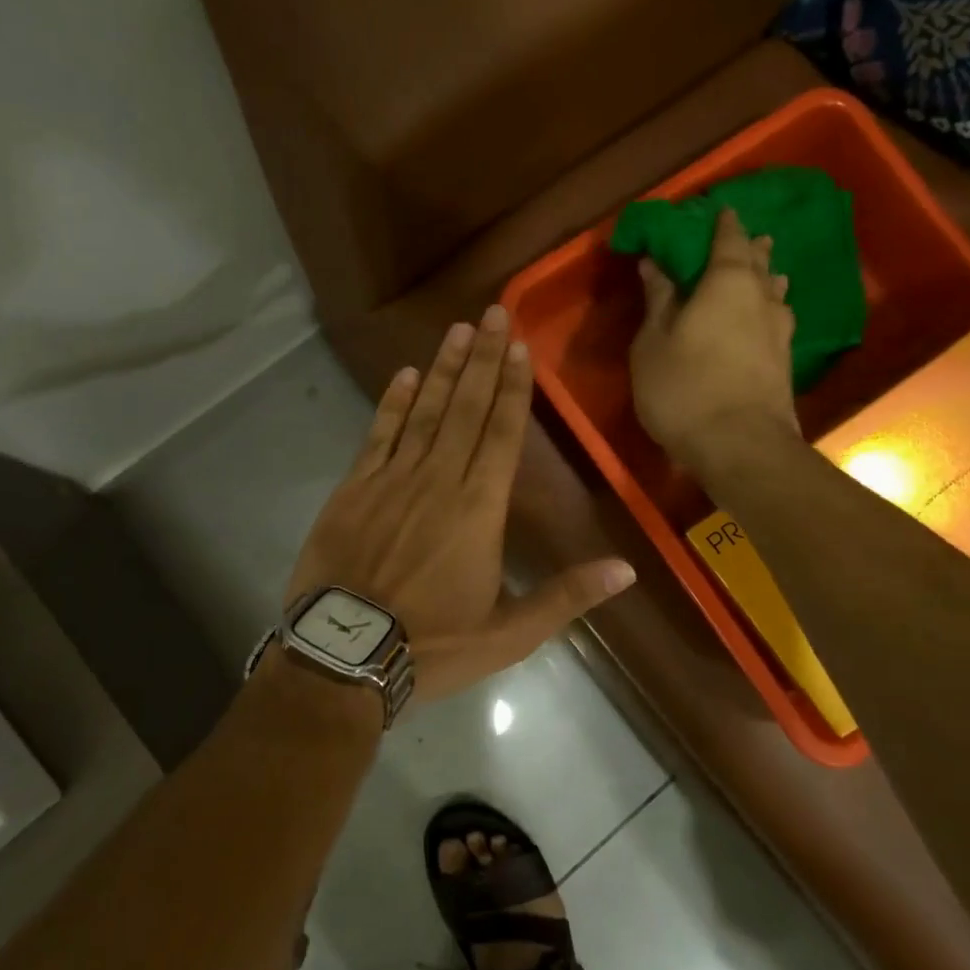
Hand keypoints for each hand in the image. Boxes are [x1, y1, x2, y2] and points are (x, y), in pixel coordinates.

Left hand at [285, 305, 635, 707]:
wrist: (344, 657)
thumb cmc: (432, 647)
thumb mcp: (509, 635)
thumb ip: (566, 597)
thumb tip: (626, 570)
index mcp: (478, 511)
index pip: (502, 435)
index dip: (512, 388)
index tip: (519, 346)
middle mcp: (437, 482)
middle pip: (465, 410)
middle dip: (482, 360)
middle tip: (492, 312)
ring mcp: (390, 481)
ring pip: (423, 413)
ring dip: (441, 370)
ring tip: (457, 330)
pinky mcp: (352, 490)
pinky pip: (376, 436)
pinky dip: (391, 404)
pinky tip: (402, 375)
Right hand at [630, 208, 799, 472]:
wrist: (741, 446)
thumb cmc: (684, 388)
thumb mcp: (652, 343)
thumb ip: (657, 301)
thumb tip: (655, 263)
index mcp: (726, 282)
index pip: (728, 240)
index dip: (722, 224)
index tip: (718, 210)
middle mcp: (760, 297)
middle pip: (757, 262)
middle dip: (748, 247)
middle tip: (743, 236)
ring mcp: (779, 330)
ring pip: (774, 291)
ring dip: (765, 277)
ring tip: (761, 271)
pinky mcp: (785, 360)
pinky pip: (776, 318)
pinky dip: (767, 308)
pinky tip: (764, 317)